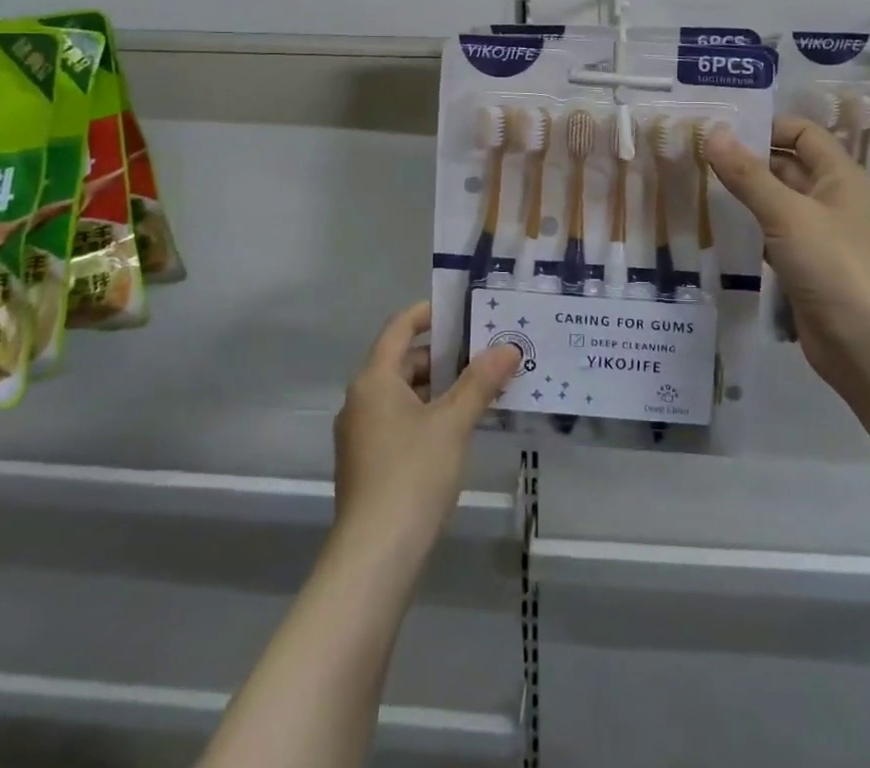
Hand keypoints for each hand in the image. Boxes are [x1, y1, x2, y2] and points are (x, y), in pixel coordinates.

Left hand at [333, 301, 520, 556]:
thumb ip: (480, 382)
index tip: (462, 310)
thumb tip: (508, 347)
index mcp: (374, 380)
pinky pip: (401, 421)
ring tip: (483, 389)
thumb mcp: (453, 423)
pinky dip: (429, 414)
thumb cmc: (412, 475)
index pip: (399, 328)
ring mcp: (362, 435)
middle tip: (486, 353)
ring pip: (404, 394)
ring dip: (441, 388)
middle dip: (446, 356)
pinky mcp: (368, 463)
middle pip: (404, 361)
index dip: (429, 313)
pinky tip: (461, 428)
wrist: (374, 558)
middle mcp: (361, 400)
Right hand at [704, 116, 869, 385]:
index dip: (767, 126)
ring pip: (778, 202)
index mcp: (839, 176)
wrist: (867, 346)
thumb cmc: (833, 266)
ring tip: (700, 184)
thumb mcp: (786, 214)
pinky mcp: (806, 266)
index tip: (722, 128)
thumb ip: (748, 174)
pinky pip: (775, 234)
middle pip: (787, 165)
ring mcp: (820, 235)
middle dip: (748, 159)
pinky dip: (751, 227)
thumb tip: (715, 132)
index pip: (802, 133)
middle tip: (699, 155)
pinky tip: (720, 228)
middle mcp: (831, 199)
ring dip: (746, 193)